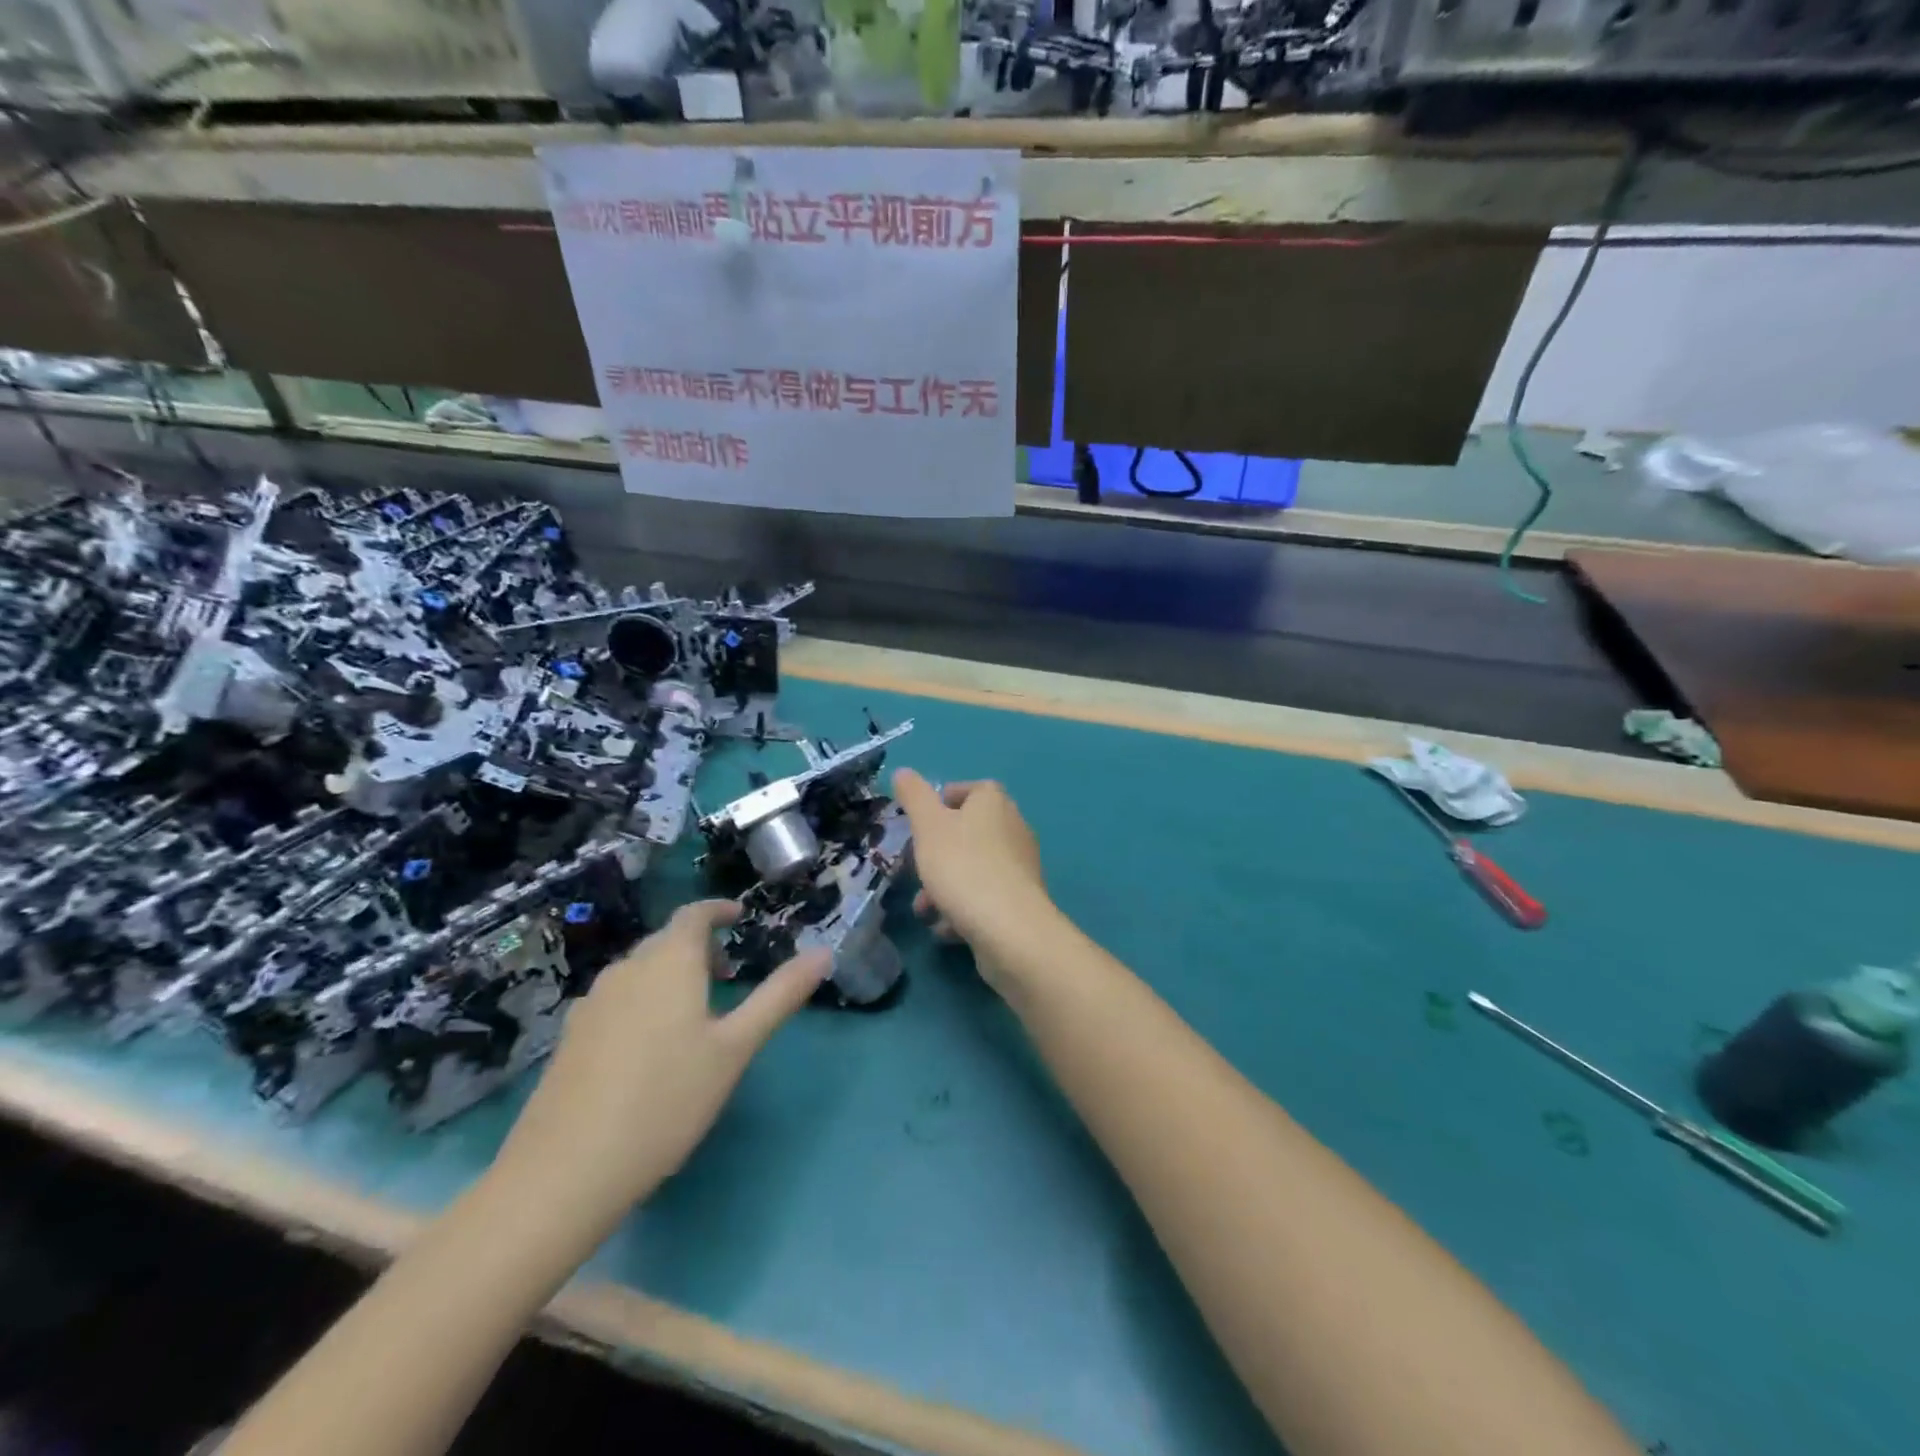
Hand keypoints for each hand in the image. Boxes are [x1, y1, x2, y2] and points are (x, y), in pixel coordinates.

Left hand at [493, 900, 827, 1228]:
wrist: (565, 1171)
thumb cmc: (667, 1099)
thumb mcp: (735, 1048)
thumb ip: (779, 996)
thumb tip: (823, 952)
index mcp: (669, 962)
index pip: (693, 914)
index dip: (717, 909)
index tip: (739, 916)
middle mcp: (626, 970)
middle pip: (666, 941)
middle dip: (699, 946)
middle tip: (729, 973)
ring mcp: (592, 1003)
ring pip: (639, 971)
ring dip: (670, 974)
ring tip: (695, 1010)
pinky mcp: (571, 1037)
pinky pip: (617, 999)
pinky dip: (643, 1000)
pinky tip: (650, 1046)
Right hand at [893, 770, 1052, 990]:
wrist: (1008, 928)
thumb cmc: (963, 867)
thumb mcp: (928, 826)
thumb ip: (914, 797)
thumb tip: (903, 772)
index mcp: (994, 802)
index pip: (970, 789)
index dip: (943, 801)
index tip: (920, 823)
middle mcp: (1013, 827)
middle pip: (968, 833)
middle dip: (936, 855)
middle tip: (915, 871)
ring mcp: (1020, 865)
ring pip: (973, 868)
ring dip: (944, 887)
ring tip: (925, 910)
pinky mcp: (1021, 899)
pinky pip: (985, 896)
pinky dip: (964, 909)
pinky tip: (946, 928)